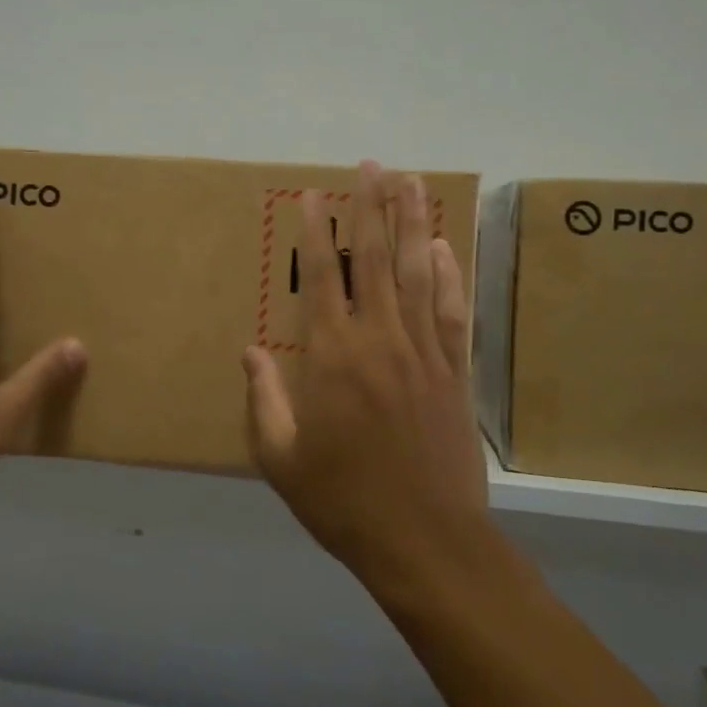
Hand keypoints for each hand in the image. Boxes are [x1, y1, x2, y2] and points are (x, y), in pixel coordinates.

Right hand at [243, 160, 486, 568]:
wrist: (425, 541)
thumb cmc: (343, 501)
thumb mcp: (281, 458)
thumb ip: (263, 398)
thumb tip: (250, 350)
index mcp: (332, 358)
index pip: (322, 278)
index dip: (316, 233)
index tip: (313, 195)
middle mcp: (380, 341)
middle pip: (374, 260)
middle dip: (370, 208)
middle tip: (370, 166)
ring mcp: (424, 353)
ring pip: (416, 273)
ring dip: (412, 224)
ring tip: (409, 182)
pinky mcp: (455, 372)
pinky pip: (451, 311)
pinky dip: (447, 275)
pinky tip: (442, 247)